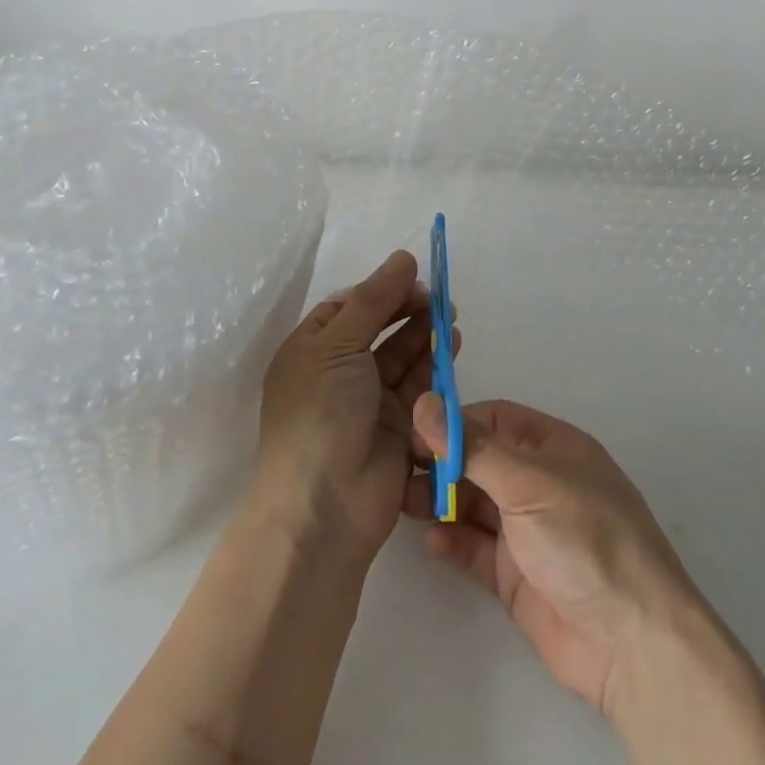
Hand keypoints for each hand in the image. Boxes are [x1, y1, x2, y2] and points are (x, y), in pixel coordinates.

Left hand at [254, 251, 446, 562]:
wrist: (326, 506)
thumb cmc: (319, 413)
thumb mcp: (338, 345)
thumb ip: (374, 300)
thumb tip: (403, 258)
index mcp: (311, 349)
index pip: (348, 306)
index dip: (380, 290)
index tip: (412, 276)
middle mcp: (338, 371)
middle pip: (378, 328)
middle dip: (407, 309)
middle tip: (439, 296)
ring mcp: (368, 400)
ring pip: (402, 354)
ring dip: (425, 332)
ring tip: (450, 314)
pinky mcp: (398, 425)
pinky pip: (419, 384)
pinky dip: (435, 363)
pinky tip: (453, 343)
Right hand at [406, 395, 699, 714]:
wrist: (631, 641)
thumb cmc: (585, 538)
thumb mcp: (528, 483)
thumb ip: (472, 448)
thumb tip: (423, 403)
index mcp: (552, 447)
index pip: (494, 419)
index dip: (455, 421)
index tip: (413, 429)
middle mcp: (538, 483)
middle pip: (479, 461)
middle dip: (442, 463)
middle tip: (398, 470)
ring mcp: (527, 531)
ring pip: (473, 505)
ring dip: (441, 502)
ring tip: (405, 504)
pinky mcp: (516, 577)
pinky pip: (476, 549)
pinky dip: (453, 542)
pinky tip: (432, 543)